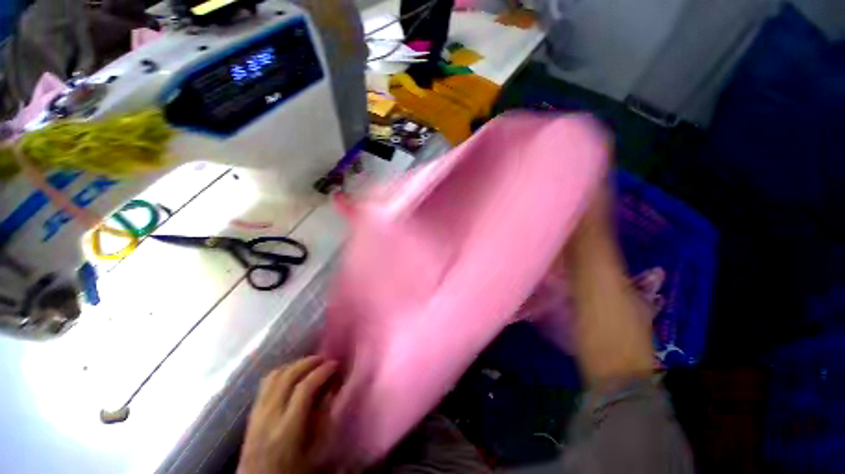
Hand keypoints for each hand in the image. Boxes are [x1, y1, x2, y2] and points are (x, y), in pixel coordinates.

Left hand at [238, 356, 339, 473]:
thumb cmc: (294, 470)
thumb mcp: (315, 453)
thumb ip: (322, 423)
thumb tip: (329, 396)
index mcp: (289, 427)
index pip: (304, 389)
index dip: (321, 373)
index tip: (335, 365)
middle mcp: (271, 412)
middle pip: (287, 377)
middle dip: (307, 363)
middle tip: (325, 359)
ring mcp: (258, 409)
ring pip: (273, 376)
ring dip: (292, 365)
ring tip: (309, 363)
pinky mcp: (252, 410)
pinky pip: (265, 383)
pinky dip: (279, 372)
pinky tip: (288, 374)